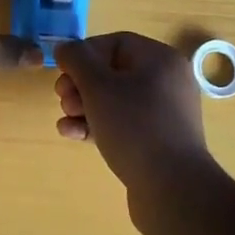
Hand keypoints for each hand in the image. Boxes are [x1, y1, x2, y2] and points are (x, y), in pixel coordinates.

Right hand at [55, 32, 219, 234]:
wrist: (172, 191)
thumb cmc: (135, 127)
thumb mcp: (98, 87)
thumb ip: (77, 60)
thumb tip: (66, 48)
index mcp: (161, 60)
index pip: (116, 43)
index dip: (85, 54)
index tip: (62, 71)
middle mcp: (167, 83)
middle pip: (114, 72)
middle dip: (81, 84)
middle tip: (62, 98)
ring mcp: (164, 115)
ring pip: (115, 101)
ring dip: (84, 107)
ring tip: (65, 120)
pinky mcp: (158, 143)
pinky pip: (123, 125)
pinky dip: (97, 126)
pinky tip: (73, 135)